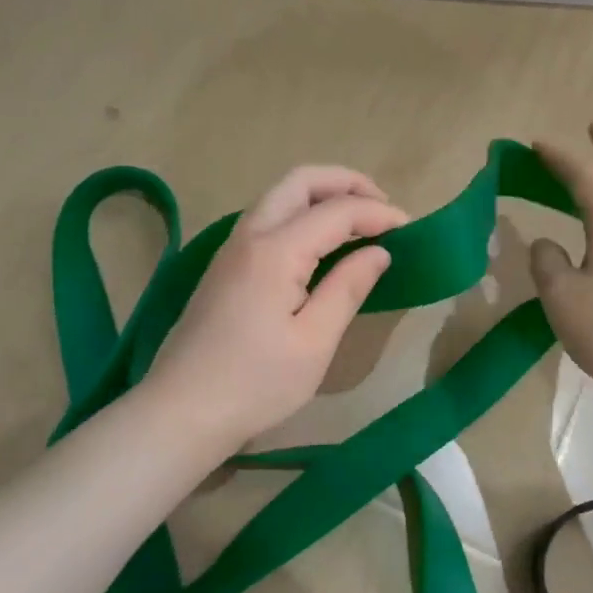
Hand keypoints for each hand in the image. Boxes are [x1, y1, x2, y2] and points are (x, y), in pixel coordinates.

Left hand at [145, 165, 407, 450]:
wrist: (181, 411)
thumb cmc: (255, 384)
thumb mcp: (314, 342)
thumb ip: (347, 288)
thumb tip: (379, 252)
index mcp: (274, 251)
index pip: (336, 211)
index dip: (378, 214)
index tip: (411, 230)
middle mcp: (248, 235)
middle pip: (299, 182)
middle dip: (346, 183)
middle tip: (383, 208)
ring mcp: (230, 249)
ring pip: (279, 197)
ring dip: (321, 197)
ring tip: (359, 222)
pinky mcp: (224, 267)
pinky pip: (267, 219)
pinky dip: (301, 215)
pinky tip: (321, 246)